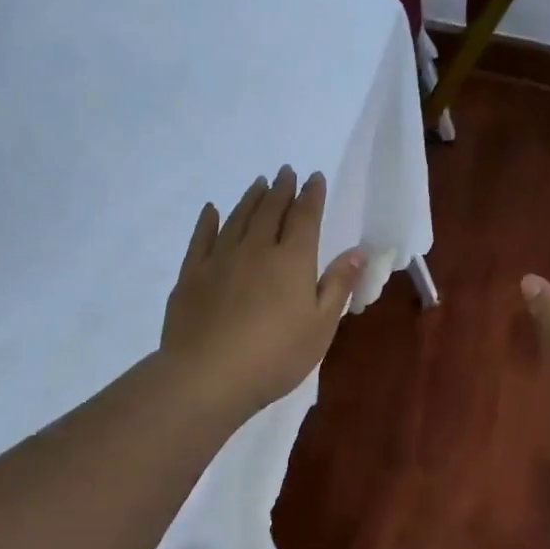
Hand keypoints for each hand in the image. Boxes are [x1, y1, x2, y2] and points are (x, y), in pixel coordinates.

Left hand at [161, 166, 365, 421]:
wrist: (208, 376)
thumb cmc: (276, 357)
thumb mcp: (321, 327)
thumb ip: (338, 285)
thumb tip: (357, 251)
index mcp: (292, 260)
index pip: (305, 217)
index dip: (312, 196)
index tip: (314, 177)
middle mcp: (256, 249)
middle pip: (271, 210)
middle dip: (281, 189)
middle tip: (286, 172)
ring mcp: (220, 259)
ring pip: (238, 218)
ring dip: (251, 198)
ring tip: (259, 183)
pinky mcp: (192, 275)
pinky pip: (202, 238)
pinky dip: (209, 221)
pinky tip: (212, 211)